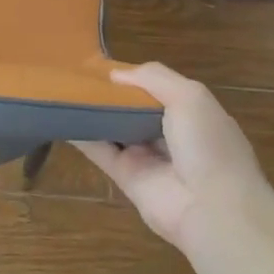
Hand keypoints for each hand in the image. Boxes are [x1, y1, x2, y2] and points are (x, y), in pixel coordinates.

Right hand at [75, 63, 272, 250]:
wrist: (213, 209)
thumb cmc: (207, 145)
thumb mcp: (190, 96)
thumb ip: (154, 77)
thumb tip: (115, 73)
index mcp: (192, 113)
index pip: (158, 89)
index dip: (134, 78)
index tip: (104, 64)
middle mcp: (169, 134)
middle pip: (133, 108)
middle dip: (111, 93)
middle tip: (77, 73)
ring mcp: (147, 157)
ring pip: (114, 128)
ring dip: (93, 112)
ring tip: (62, 89)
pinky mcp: (126, 177)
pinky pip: (100, 151)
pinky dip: (81, 135)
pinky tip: (60, 117)